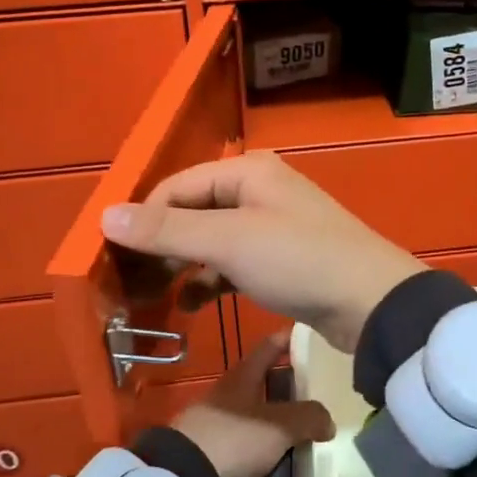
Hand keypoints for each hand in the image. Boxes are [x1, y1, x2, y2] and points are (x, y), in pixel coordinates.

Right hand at [101, 151, 422, 354]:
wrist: (370, 303)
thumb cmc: (298, 260)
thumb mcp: (228, 241)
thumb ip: (167, 229)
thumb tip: (105, 215)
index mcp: (246, 171)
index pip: (175, 187)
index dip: (142, 219)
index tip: (114, 258)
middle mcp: (257, 190)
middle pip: (191, 211)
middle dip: (160, 244)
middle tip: (129, 282)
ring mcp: (271, 225)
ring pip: (210, 239)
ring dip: (181, 264)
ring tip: (152, 295)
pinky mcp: (280, 259)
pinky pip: (231, 263)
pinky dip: (209, 280)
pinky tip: (190, 304)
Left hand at [170, 331, 335, 476]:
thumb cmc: (233, 438)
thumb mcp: (279, 424)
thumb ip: (309, 418)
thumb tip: (327, 423)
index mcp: (243, 379)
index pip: (269, 348)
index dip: (288, 340)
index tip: (309, 338)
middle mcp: (231, 403)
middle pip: (269, 398)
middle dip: (296, 406)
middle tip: (325, 413)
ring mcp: (223, 437)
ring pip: (263, 439)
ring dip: (286, 451)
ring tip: (316, 461)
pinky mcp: (217, 470)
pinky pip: (252, 476)